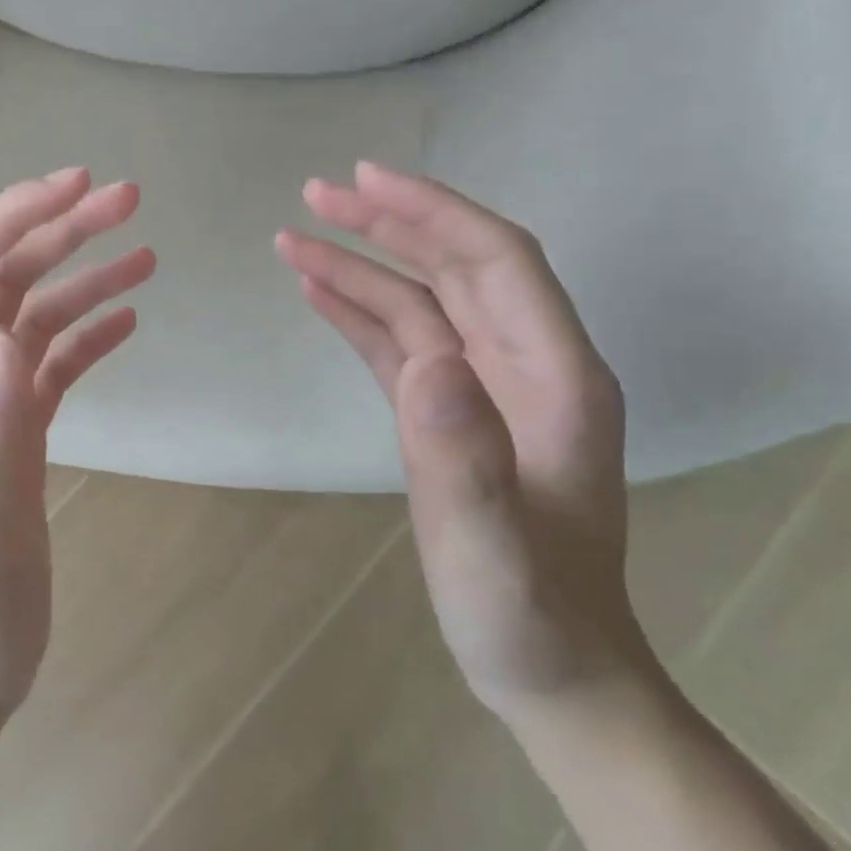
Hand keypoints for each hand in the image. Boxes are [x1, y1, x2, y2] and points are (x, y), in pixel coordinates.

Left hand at [0, 168, 154, 728]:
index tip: (76, 188)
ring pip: (26, 312)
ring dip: (81, 275)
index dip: (9, 218)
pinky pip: (47, 360)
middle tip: (128, 200)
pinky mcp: (8, 430)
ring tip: (145, 253)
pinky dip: (86, 330)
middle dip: (57, 230)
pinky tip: (127, 320)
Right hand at [276, 162, 659, 726]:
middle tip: (315, 194)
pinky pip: (401, 344)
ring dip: (362, 264)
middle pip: (455, 266)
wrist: (550, 671)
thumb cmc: (529, 616)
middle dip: (388, 222)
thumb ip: (466, 459)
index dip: (434, 211)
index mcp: (556, 378)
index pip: (497, 262)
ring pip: (420, 301)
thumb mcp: (494, 551)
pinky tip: (316, 291)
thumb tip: (425, 361)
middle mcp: (525, 366)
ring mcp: (484, 389)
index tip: (367, 180)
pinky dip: (358, 313)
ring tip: (294, 238)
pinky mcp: (447, 413)